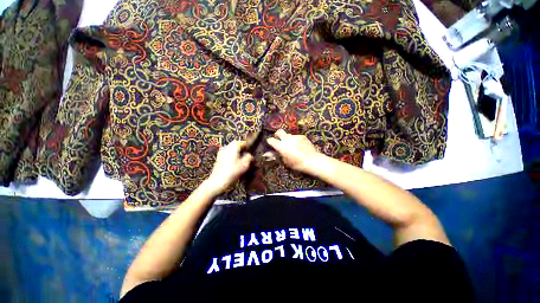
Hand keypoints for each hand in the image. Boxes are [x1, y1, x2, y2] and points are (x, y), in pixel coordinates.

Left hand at [205, 140, 252, 195]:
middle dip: (242, 150)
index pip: (242, 142)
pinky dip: (232, 158)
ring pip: (232, 150)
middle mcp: (226, 147)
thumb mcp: (244, 165)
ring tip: (242, 162)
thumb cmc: (232, 172)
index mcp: (233, 147)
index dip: (248, 147)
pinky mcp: (219, 158)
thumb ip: (248, 157)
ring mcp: (221, 152)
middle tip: (248, 157)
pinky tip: (235, 165)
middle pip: (237, 146)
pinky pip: (228, 155)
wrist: (217, 181)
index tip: (252, 152)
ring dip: (237, 154)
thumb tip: (249, 155)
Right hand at [266, 129, 322, 173]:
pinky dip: (295, 140)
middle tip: (279, 140)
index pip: (271, 140)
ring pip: (288, 135)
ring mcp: (295, 137)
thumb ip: (277, 156)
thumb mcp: (285, 162)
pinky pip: (295, 137)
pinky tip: (299, 146)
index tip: (270, 143)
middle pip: (279, 132)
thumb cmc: (298, 164)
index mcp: (282, 147)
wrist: (313, 161)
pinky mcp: (302, 136)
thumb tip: (268, 154)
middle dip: (277, 135)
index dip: (270, 141)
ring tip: (291, 146)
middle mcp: (287, 140)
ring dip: (287, 139)